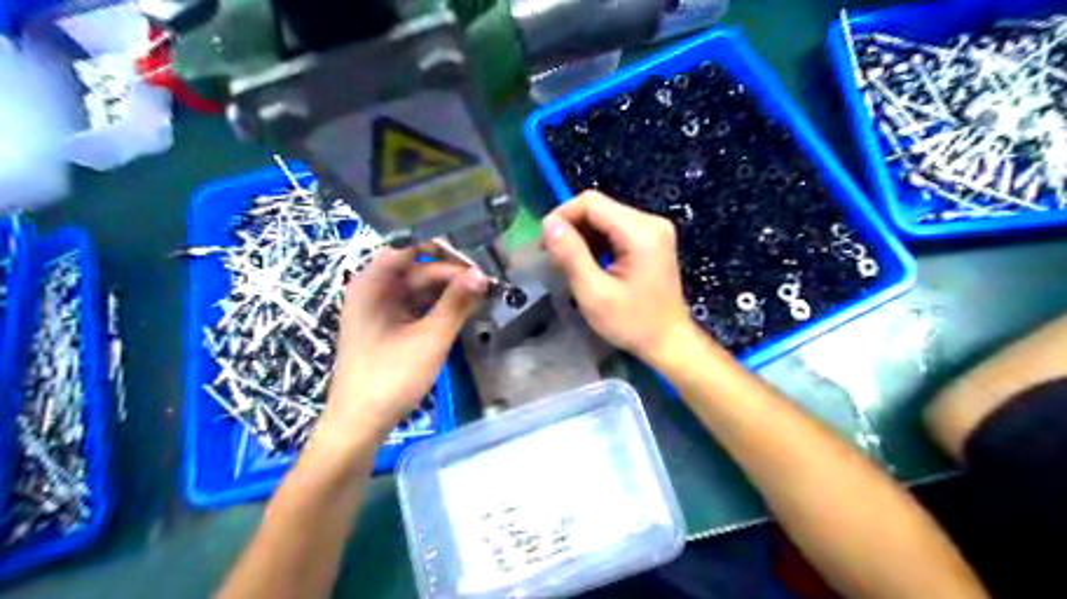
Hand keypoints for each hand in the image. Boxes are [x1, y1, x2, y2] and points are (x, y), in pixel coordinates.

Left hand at [313, 246, 485, 447]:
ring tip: (480, 294)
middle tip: (487, 280)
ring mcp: (378, 308)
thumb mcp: (430, 338)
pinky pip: (415, 305)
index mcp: (373, 283)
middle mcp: (372, 288)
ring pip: (419, 287)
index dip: (444, 247)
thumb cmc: (391, 377)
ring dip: (447, 290)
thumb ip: (457, 303)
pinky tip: (461, 310)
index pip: (410, 246)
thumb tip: (482, 274)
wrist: (360, 423)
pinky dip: (437, 306)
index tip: (477, 251)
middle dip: (451, 272)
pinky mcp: (386, 325)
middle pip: (417, 268)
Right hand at [543, 193, 701, 369]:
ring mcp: (654, 230)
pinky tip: (590, 264)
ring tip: (570, 263)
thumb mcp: (594, 293)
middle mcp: (650, 221)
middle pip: (598, 208)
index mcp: (640, 232)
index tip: (544, 244)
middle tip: (554, 257)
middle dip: (571, 227)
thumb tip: (548, 224)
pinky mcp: (652, 239)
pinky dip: (597, 242)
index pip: (591, 202)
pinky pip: (616, 228)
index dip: (562, 216)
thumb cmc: (632, 323)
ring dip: (583, 236)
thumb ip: (570, 255)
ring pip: (605, 217)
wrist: (668, 341)